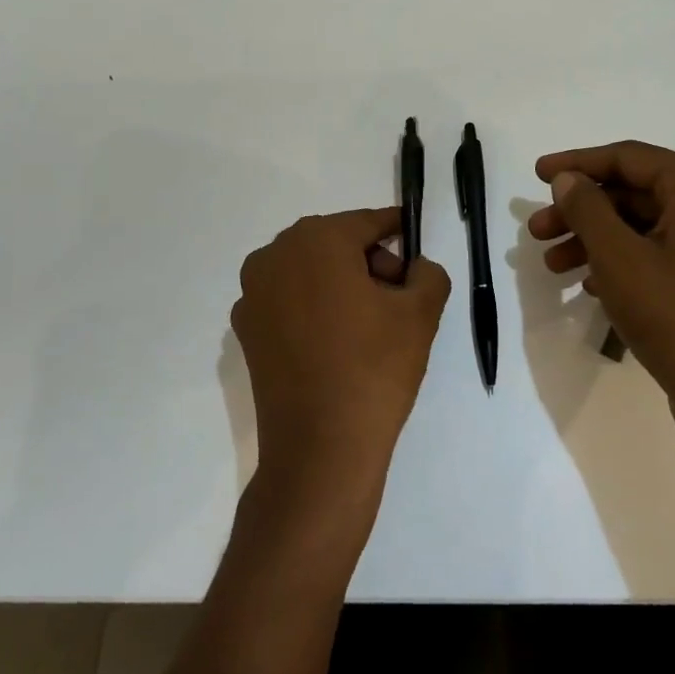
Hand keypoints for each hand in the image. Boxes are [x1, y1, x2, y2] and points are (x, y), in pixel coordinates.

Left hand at [230, 208, 450, 519]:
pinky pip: (289, 301)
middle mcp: (275, 255)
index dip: (396, 231)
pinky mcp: (246, 330)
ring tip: (370, 325)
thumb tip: (415, 268)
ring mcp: (253, 294)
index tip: (414, 242)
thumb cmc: (374, 370)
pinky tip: (336, 344)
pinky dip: (314, 308)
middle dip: (369, 262)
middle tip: (399, 298)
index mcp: (316, 240)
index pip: (367, 223)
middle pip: (335, 244)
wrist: (320, 450)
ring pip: (310, 271)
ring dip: (340, 284)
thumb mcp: (421, 314)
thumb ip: (428, 273)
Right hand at [527, 142, 674, 454]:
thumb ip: (587, 207)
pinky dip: (622, 261)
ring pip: (645, 226)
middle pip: (635, 193)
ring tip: (552, 264)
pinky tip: (587, 283)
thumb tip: (568, 179)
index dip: (577, 164)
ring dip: (595, 239)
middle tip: (537, 230)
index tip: (537, 174)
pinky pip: (661, 253)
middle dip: (581, 211)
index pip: (628, 158)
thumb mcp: (618, 256)